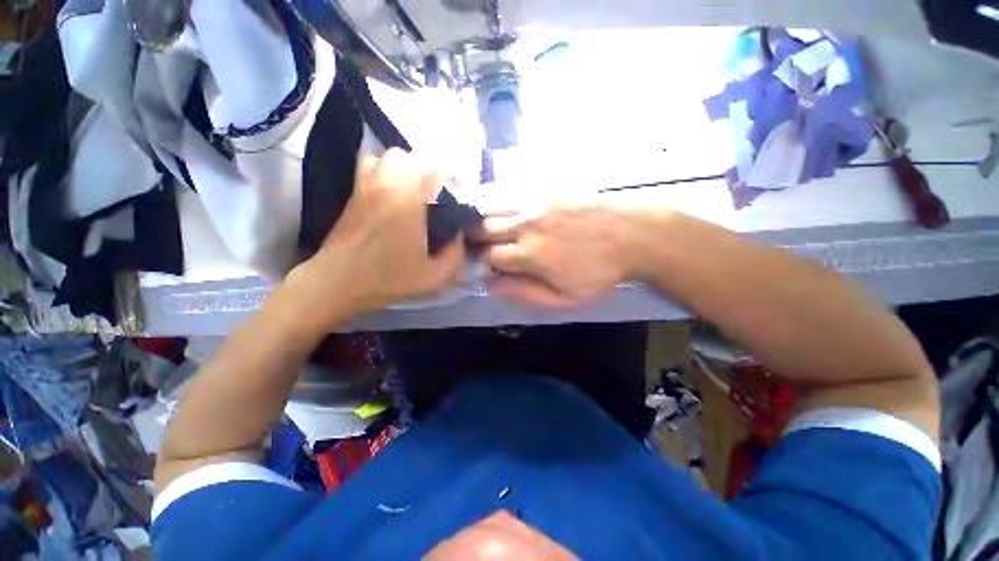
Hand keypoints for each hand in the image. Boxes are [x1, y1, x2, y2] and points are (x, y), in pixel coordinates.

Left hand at [291, 150, 465, 319]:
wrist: (338, 281)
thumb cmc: (388, 278)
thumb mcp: (434, 277)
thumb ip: (456, 256)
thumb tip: (460, 235)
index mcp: (410, 200)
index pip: (437, 171)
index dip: (453, 178)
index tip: (460, 192)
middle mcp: (388, 184)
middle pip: (412, 157)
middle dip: (427, 170)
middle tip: (436, 193)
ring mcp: (367, 185)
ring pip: (388, 157)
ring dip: (404, 168)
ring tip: (413, 189)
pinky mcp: (354, 193)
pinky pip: (369, 166)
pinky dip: (383, 170)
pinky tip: (391, 192)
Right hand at [480, 202, 652, 306]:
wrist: (635, 234)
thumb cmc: (600, 272)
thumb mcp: (566, 297)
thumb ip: (526, 292)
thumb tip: (492, 286)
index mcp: (530, 255)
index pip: (488, 256)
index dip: (482, 263)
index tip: (487, 266)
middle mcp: (526, 225)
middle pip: (482, 228)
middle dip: (474, 239)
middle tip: (481, 246)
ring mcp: (536, 203)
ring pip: (492, 207)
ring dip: (484, 220)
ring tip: (489, 229)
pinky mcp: (547, 190)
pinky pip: (512, 193)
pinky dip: (501, 205)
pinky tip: (507, 213)